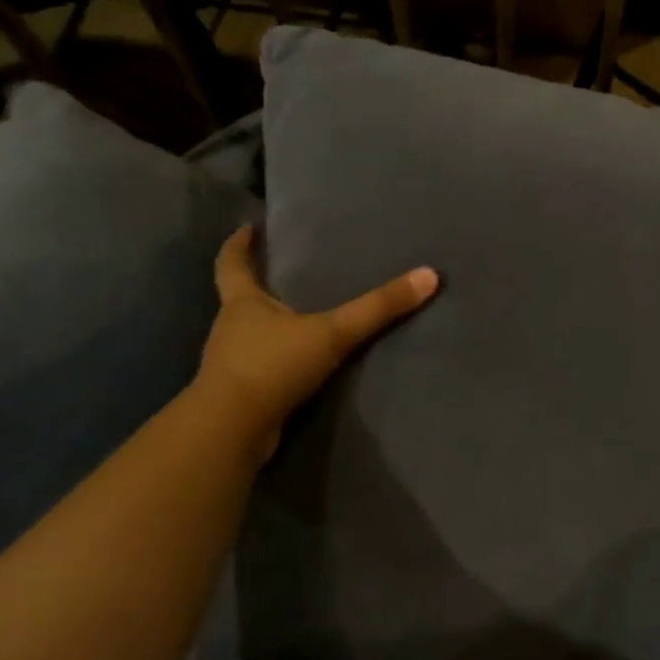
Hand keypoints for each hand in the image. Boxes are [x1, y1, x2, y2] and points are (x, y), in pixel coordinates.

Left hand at [196, 224, 439, 463]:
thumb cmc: (272, 367)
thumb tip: (429, 275)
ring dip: (271, 325)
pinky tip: (302, 364)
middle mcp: (230, 328)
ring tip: (302, 316)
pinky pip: (261, 367)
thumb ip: (378, 308)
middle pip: (240, 297)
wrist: (232, 432)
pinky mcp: (240, 394)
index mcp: (242, 303)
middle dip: (259, 284)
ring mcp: (231, 363)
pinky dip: (278, 360)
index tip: (248, 227)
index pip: (231, 263)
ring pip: (250, 334)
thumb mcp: (332, 333)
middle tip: (287, 271)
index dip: (238, 244)